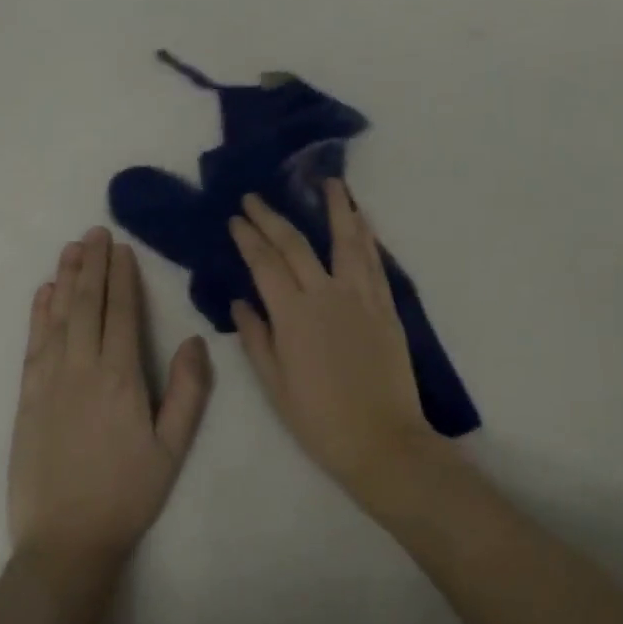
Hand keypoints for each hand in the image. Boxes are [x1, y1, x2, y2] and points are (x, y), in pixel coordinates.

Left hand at [8, 228, 211, 569]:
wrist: (65, 541)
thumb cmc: (128, 493)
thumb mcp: (173, 447)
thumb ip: (188, 391)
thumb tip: (194, 340)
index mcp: (121, 377)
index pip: (121, 312)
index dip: (121, 276)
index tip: (120, 247)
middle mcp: (82, 368)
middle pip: (87, 305)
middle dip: (92, 265)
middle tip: (94, 232)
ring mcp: (49, 381)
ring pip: (58, 317)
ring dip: (65, 279)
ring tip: (71, 248)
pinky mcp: (27, 398)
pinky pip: (34, 344)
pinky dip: (39, 314)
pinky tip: (44, 293)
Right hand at [228, 183, 435, 502]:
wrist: (383, 441)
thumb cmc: (320, 420)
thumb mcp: (275, 386)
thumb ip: (256, 339)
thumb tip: (240, 301)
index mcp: (294, 315)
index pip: (265, 263)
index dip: (248, 238)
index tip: (236, 218)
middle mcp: (326, 295)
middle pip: (296, 244)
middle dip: (273, 217)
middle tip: (257, 197)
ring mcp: (361, 296)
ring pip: (346, 240)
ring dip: (337, 208)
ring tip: (329, 183)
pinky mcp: (386, 305)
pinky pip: (374, 261)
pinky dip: (366, 236)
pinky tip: (362, 220)